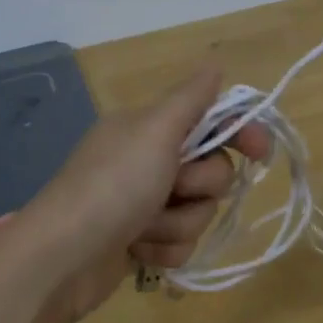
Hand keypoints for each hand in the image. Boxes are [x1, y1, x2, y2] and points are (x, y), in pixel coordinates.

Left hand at [11, 67, 270, 322]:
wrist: (61, 258)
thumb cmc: (113, 186)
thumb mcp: (154, 131)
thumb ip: (190, 99)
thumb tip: (215, 65)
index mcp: (149, 128)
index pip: (211, 120)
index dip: (240, 133)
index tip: (261, 151)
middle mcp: (148, 161)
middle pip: (212, 171)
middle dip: (199, 186)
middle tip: (172, 187)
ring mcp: (143, 204)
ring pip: (198, 212)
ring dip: (177, 223)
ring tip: (144, 228)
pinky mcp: (141, 242)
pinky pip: (180, 244)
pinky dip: (164, 250)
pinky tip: (138, 252)